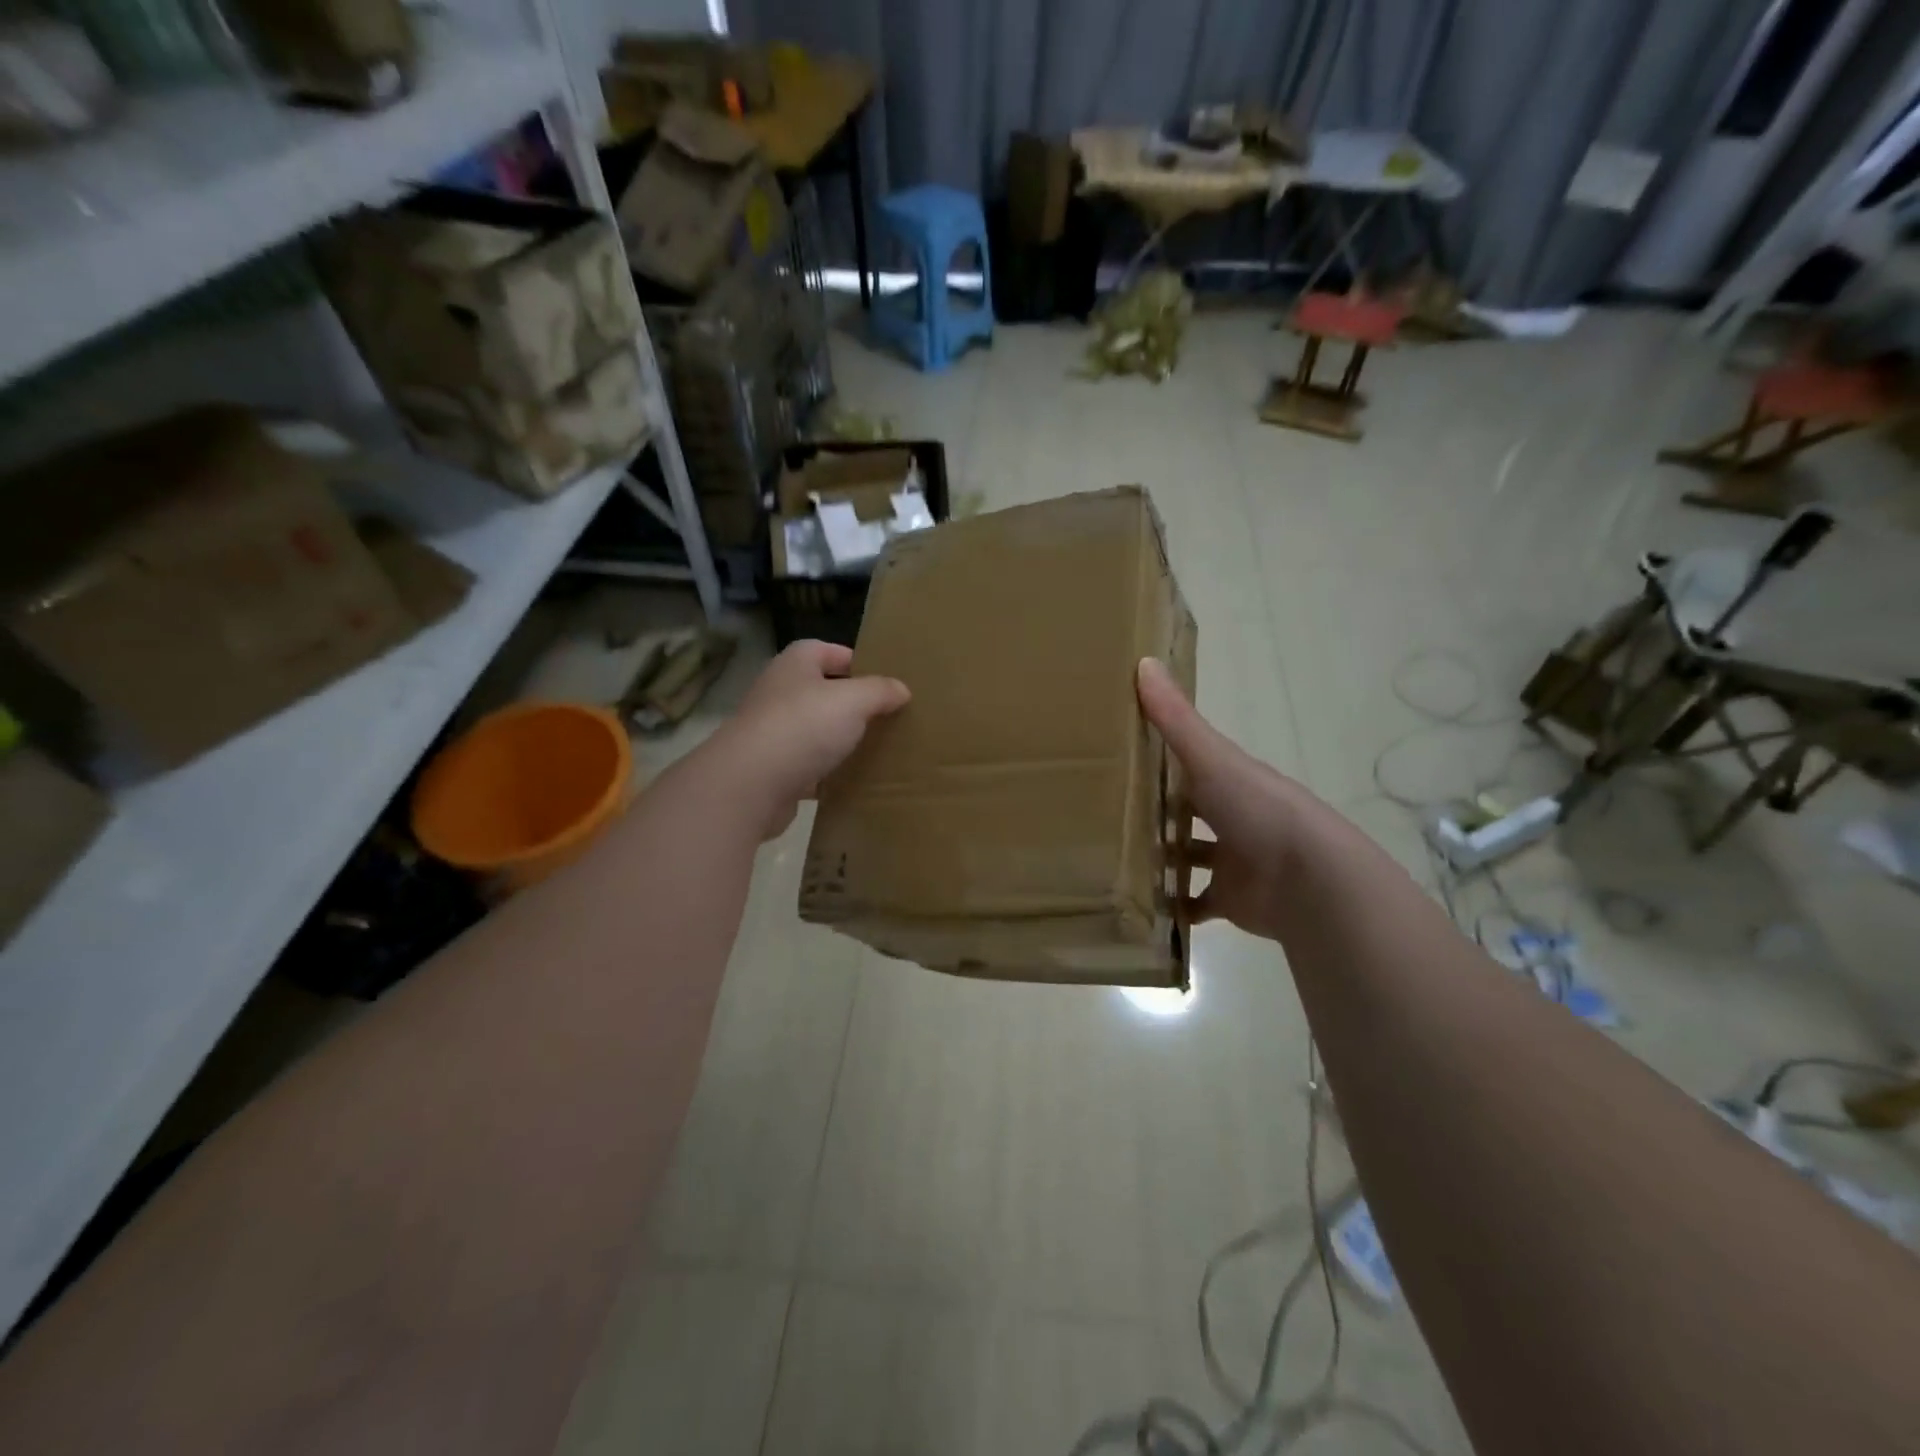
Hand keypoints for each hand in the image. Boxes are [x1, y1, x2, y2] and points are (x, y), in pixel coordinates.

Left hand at [708, 640, 910, 838]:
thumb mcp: (853, 700)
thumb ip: (879, 691)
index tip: (884, 680)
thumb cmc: (803, 726)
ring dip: (840, 741)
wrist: (751, 784)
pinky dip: (828, 774)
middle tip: (887, 717)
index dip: (855, 661)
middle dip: (852, 704)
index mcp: (795, 665)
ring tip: (877, 750)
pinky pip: (808, 767)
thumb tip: (901, 689)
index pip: (826, 650)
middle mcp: (779, 693)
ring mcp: (772, 733)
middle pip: (821, 692)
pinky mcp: (773, 770)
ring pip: (815, 732)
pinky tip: (853, 782)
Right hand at [1137, 657, 1311, 941]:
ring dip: (1161, 858)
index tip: (1118, 758)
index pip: (1190, 764)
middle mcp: (1232, 817)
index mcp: (1229, 779)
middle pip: (1188, 810)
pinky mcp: (1231, 900)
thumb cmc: (1257, 809)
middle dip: (1155, 811)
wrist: (1309, 880)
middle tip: (1103, 814)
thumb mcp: (1210, 757)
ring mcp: (1232, 860)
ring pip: (1190, 856)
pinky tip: (1140, 903)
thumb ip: (1175, 717)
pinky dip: (1173, 906)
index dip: (1159, 759)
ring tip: (1112, 858)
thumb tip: (1144, 660)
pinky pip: (1195, 904)